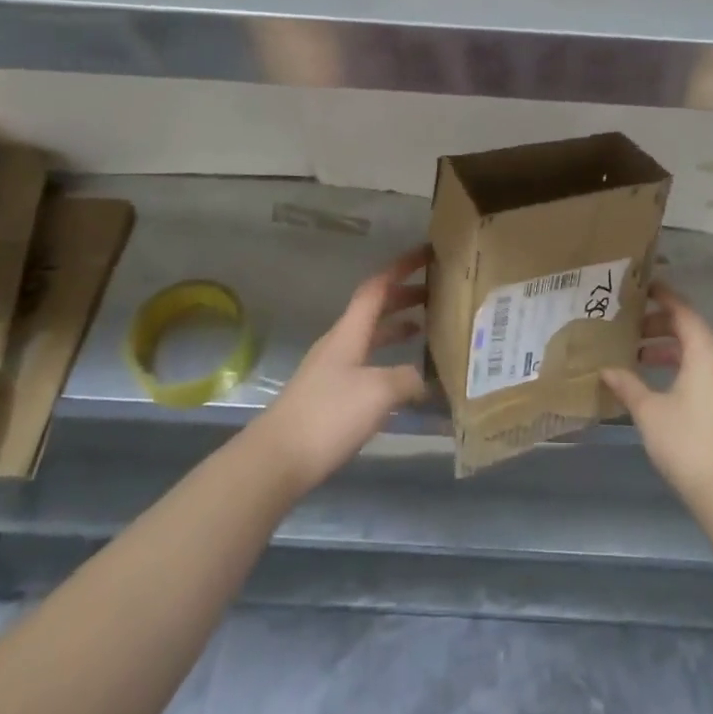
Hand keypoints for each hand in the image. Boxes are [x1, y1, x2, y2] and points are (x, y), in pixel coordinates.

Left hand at [250, 244, 432, 494]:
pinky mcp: (328, 396)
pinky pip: (365, 363)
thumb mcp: (379, 393)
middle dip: (402, 297)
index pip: (376, 288)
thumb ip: (407, 379)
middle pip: (373, 310)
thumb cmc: (329, 415)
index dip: (400, 268)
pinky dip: (387, 358)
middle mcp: (339, 344)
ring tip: (424, 328)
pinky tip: (401, 377)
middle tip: (434, 292)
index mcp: (349, 332)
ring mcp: (331, 370)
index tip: (425, 254)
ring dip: (395, 328)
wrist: (278, 459)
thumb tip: (425, 378)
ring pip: (369, 337)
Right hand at [602, 282, 712, 509]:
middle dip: (663, 325)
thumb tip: (606, 369)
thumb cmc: (686, 442)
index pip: (683, 311)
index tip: (642, 288)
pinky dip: (687, 366)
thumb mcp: (648, 411)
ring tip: (642, 358)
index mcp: (705, 352)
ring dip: (673, 349)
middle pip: (693, 330)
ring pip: (702, 351)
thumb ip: (627, 385)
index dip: (663, 297)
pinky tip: (665, 384)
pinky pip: (710, 369)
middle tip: (633, 329)